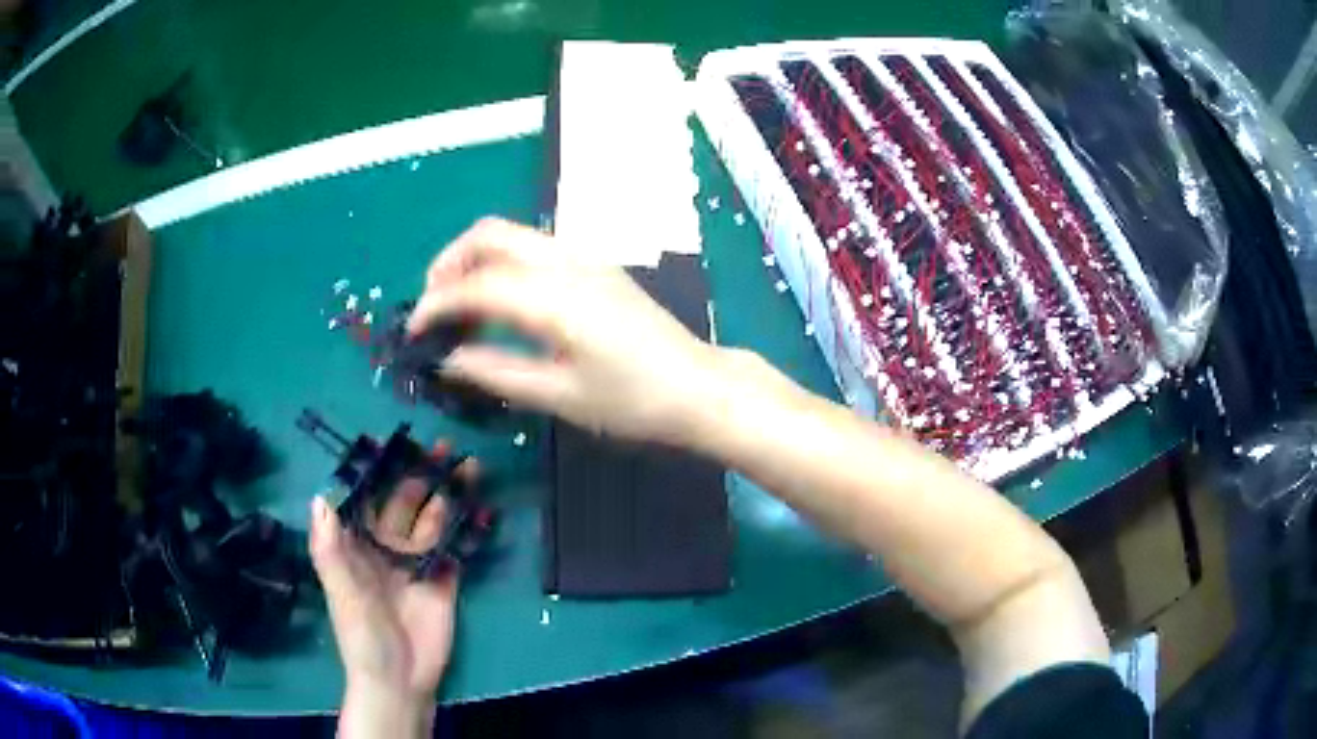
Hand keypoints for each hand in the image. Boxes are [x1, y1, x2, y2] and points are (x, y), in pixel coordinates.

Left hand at [308, 446, 477, 737]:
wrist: (400, 678)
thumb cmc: (361, 635)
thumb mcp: (341, 592)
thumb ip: (329, 548)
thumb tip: (321, 496)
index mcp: (357, 545)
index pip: (366, 497)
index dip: (377, 469)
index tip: (393, 439)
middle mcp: (386, 547)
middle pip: (404, 502)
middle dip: (421, 474)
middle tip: (443, 445)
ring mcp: (417, 563)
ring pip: (434, 519)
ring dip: (449, 493)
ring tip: (469, 465)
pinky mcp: (444, 580)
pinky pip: (456, 548)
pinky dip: (469, 528)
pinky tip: (484, 506)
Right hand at [408, 218, 728, 443]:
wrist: (699, 389)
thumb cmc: (634, 402)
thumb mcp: (561, 397)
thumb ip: (498, 373)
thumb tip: (449, 359)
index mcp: (554, 297)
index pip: (476, 285)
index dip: (436, 304)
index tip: (413, 331)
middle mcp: (566, 262)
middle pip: (491, 234)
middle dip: (450, 262)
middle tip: (433, 305)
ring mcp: (585, 259)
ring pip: (514, 236)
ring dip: (476, 259)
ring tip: (460, 306)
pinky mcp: (597, 267)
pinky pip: (535, 249)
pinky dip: (504, 264)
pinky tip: (501, 303)